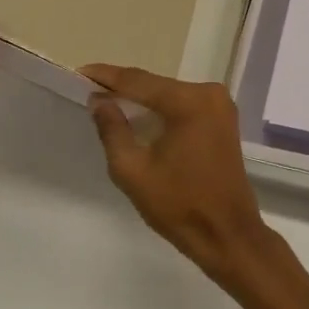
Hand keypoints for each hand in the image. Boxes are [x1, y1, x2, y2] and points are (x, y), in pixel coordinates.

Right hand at [80, 64, 282, 290]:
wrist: (228, 236)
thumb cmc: (179, 205)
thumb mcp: (133, 170)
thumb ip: (112, 130)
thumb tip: (99, 101)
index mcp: (188, 101)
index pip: (138, 81)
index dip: (106, 77)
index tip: (79, 73)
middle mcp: (209, 93)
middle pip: (155, 85)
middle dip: (122, 88)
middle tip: (89, 91)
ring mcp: (220, 105)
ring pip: (169, 95)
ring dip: (141, 99)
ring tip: (107, 102)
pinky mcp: (223, 120)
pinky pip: (183, 106)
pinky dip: (161, 110)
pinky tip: (138, 117)